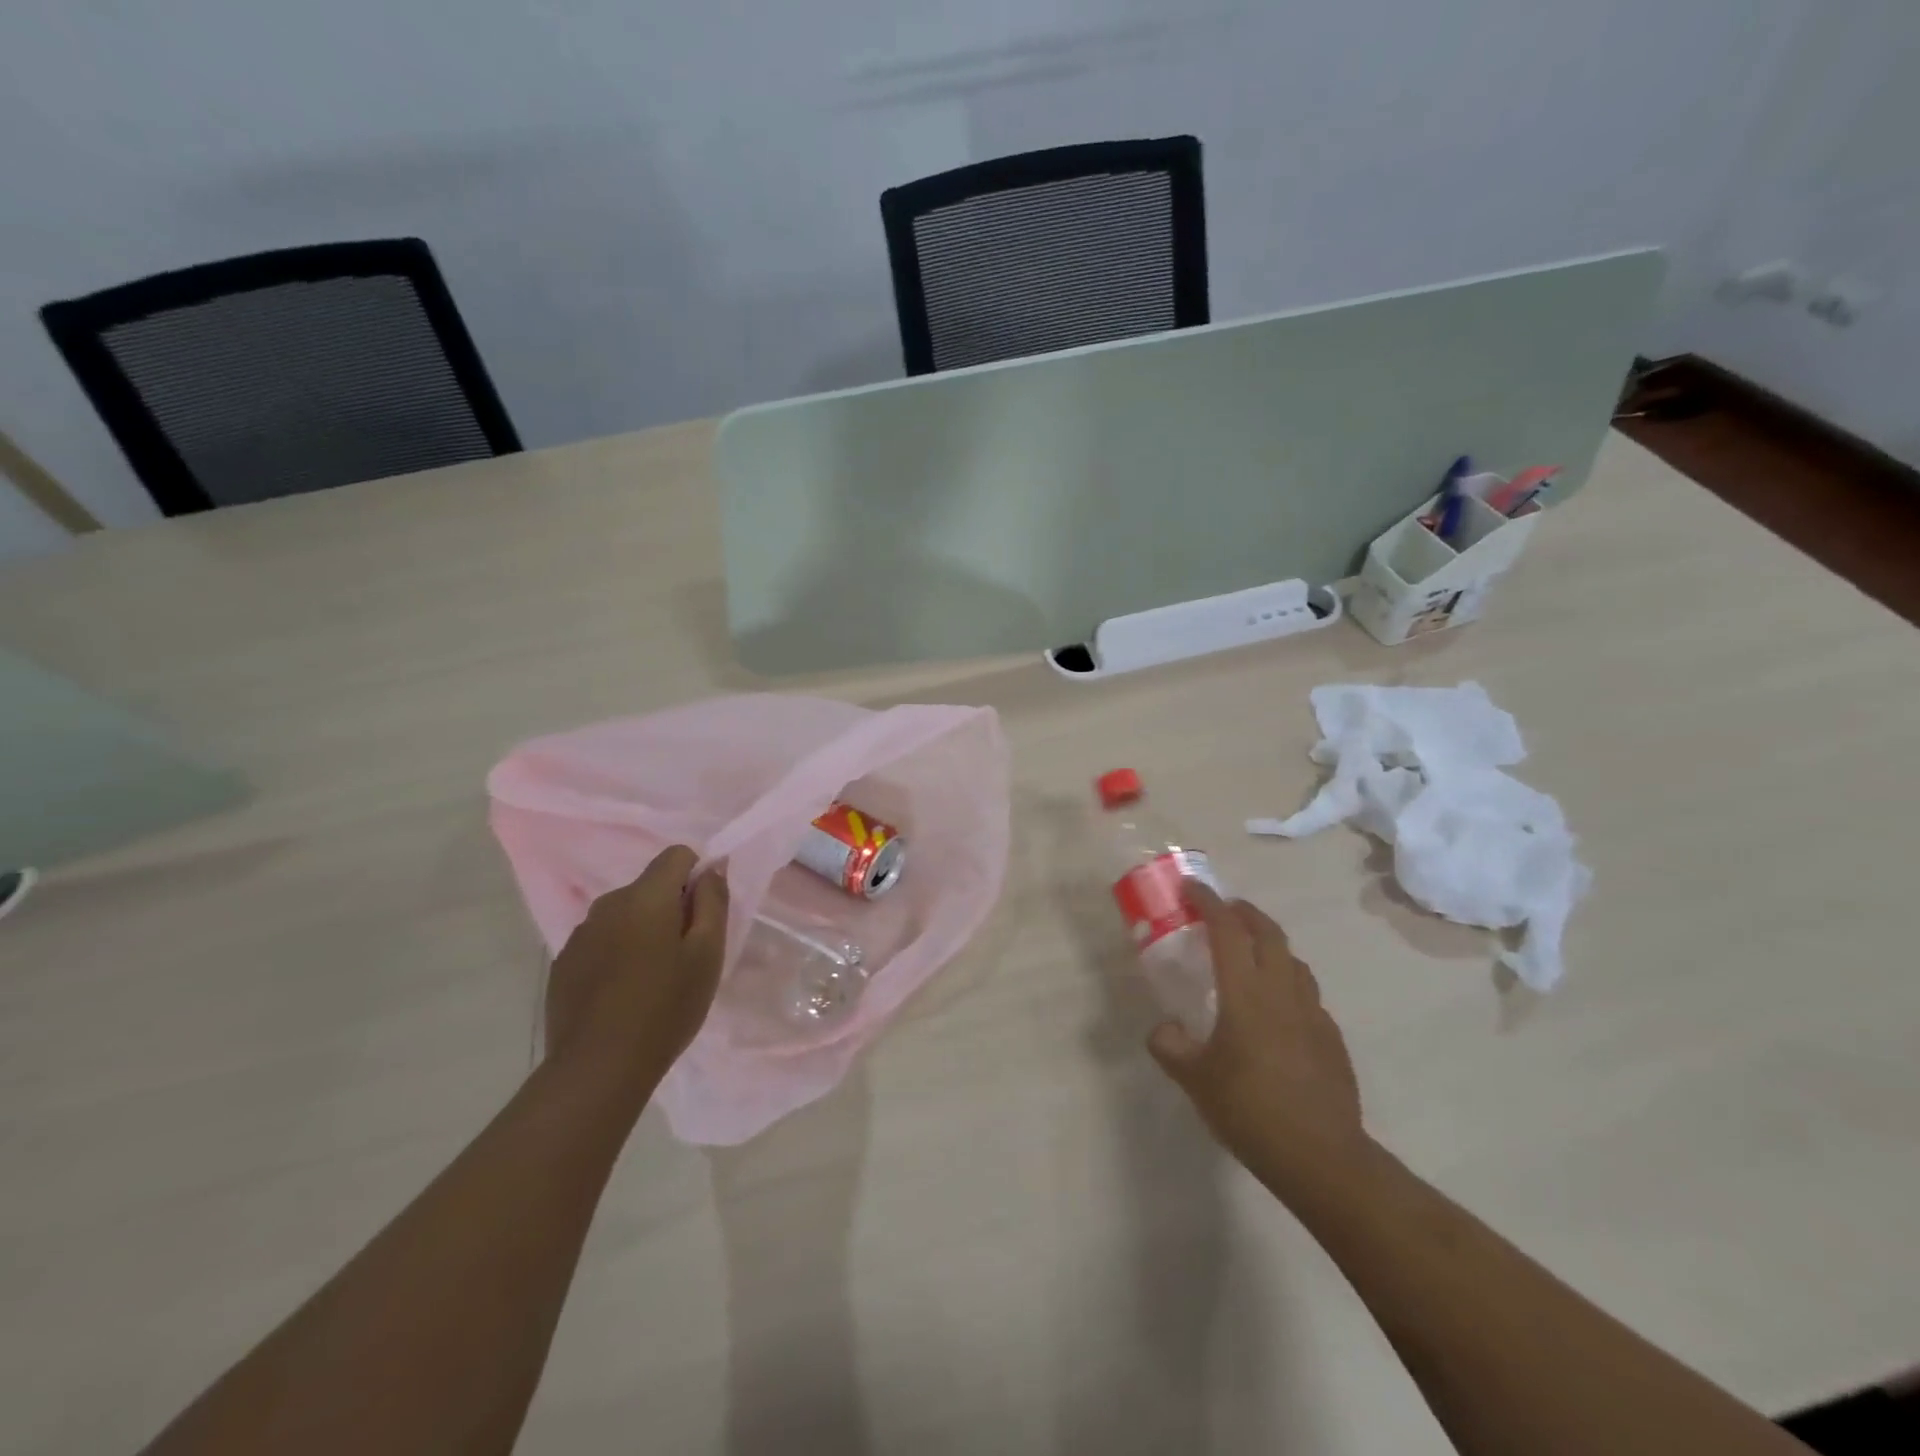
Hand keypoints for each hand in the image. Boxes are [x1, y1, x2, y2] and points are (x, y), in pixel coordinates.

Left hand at [545, 846, 728, 1093]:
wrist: (598, 1068)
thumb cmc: (666, 1007)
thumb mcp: (707, 954)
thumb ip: (713, 901)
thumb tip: (713, 867)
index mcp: (645, 896)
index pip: (676, 855)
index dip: (697, 876)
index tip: (703, 916)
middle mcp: (607, 904)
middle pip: (649, 887)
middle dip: (670, 909)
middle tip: (684, 956)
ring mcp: (580, 935)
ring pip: (623, 916)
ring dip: (642, 932)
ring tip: (652, 980)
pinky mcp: (563, 964)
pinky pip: (600, 942)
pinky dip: (616, 955)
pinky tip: (621, 995)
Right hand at [1147, 883, 1367, 1199]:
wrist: (1322, 1157)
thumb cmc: (1250, 1110)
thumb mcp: (1195, 1080)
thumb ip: (1171, 1046)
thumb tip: (1162, 1029)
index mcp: (1246, 993)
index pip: (1227, 930)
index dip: (1208, 903)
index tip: (1192, 888)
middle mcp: (1283, 992)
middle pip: (1268, 933)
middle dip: (1244, 912)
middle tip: (1223, 910)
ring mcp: (1313, 1014)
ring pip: (1294, 961)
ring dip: (1271, 945)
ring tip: (1251, 955)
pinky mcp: (1331, 1039)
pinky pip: (1308, 995)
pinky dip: (1288, 984)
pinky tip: (1278, 1011)